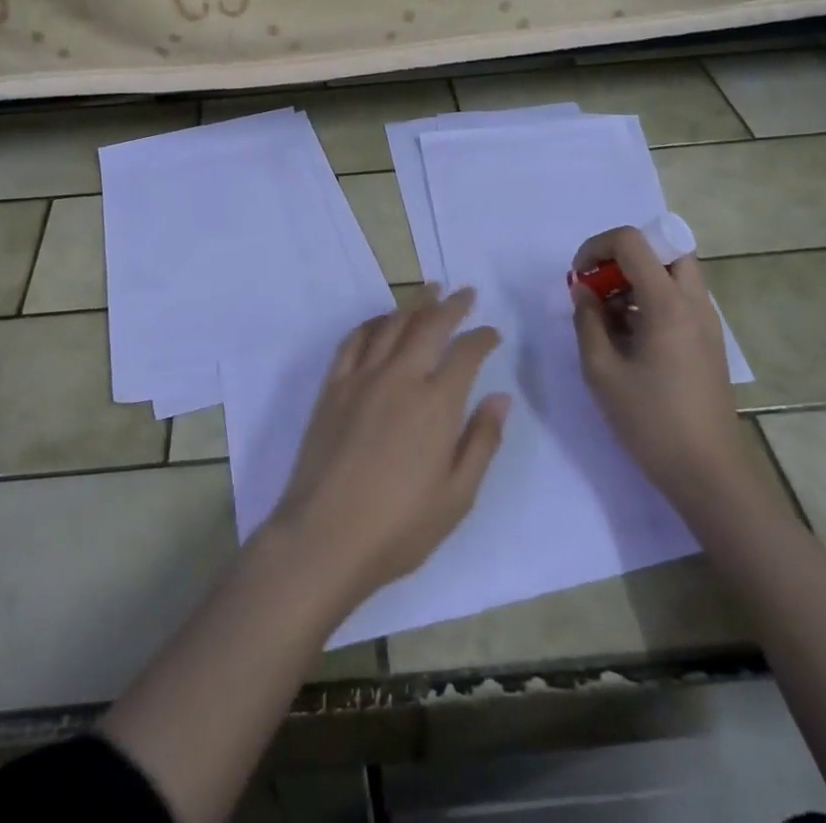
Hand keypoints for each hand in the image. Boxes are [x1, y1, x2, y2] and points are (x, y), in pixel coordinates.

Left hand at [268, 288, 511, 614]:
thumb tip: (500, 397)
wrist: (325, 536)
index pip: (465, 354)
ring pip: (392, 325)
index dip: (481, 338)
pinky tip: (381, 320)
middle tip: (465, 292)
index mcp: (436, 404)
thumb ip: (482, 441)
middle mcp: (399, 378)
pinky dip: (372, 322)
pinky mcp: (333, 386)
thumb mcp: (457, 496)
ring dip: (413, 303)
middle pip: (429, 325)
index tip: (491, 332)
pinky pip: (354, 340)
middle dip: (451, 305)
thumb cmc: (400, 527)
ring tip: (428, 290)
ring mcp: (361, 377)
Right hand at [570, 226, 744, 503]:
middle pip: (664, 247)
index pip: (633, 241)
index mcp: (668, 304)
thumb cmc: (650, 422)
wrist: (709, 475)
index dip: (597, 246)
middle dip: (624, 255)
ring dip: (638, 277)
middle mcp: (695, 303)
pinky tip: (628, 335)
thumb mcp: (601, 370)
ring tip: (608, 314)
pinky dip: (651, 298)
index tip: (578, 277)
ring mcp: (707, 322)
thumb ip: (587, 320)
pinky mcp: (708, 341)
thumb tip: (583, 290)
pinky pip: (680, 298)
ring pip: (674, 272)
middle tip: (599, 284)